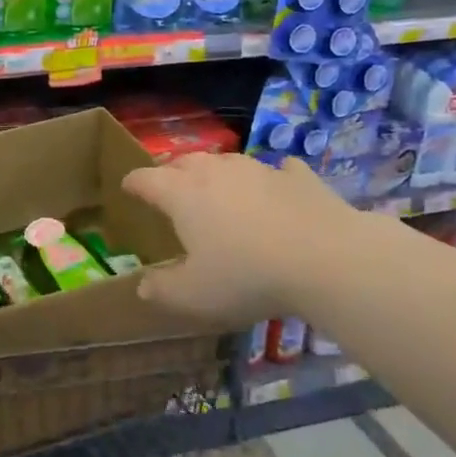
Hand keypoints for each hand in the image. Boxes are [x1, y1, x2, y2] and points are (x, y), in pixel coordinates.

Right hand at [122, 154, 370, 325]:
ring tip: (217, 187)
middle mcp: (214, 172)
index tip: (127, 188)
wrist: (328, 258)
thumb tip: (142, 286)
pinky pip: (278, 170)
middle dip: (171, 172)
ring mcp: (258, 169)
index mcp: (181, 194)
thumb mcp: (195, 295)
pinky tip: (277, 186)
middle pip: (184, 162)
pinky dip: (271, 177)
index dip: (133, 183)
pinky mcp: (298, 177)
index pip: (146, 179)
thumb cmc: (248, 276)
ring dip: (216, 172)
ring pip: (227, 161)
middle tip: (169, 187)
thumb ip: (163, 290)